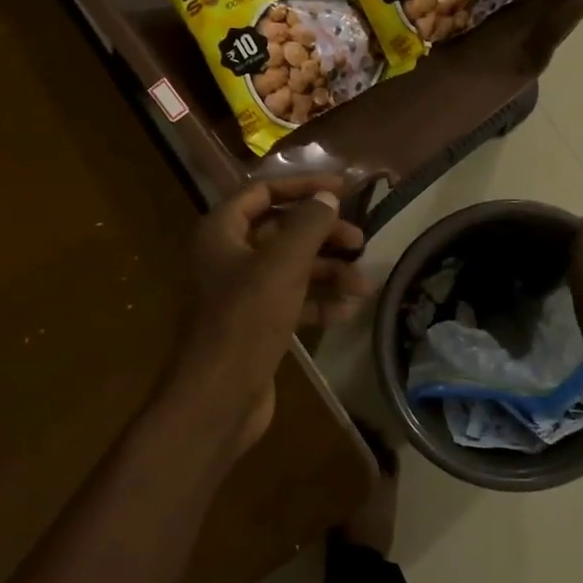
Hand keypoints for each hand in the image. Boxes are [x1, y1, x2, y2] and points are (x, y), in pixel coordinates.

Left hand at [173, 178, 370, 452]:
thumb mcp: (283, 264)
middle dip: (323, 235)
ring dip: (328, 271)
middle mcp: (229, 256)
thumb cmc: (247, 320)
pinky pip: (292, 300)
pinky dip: (318, 301)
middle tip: (360, 241)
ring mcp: (242, 292)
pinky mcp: (256, 324)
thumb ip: (308, 225)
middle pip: (282, 230)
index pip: (263, 191)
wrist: (219, 397)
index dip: (303, 185)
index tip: (343, 188)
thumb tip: (328, 198)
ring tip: (363, 283)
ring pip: (291, 267)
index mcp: (222, 231)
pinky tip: (347, 311)